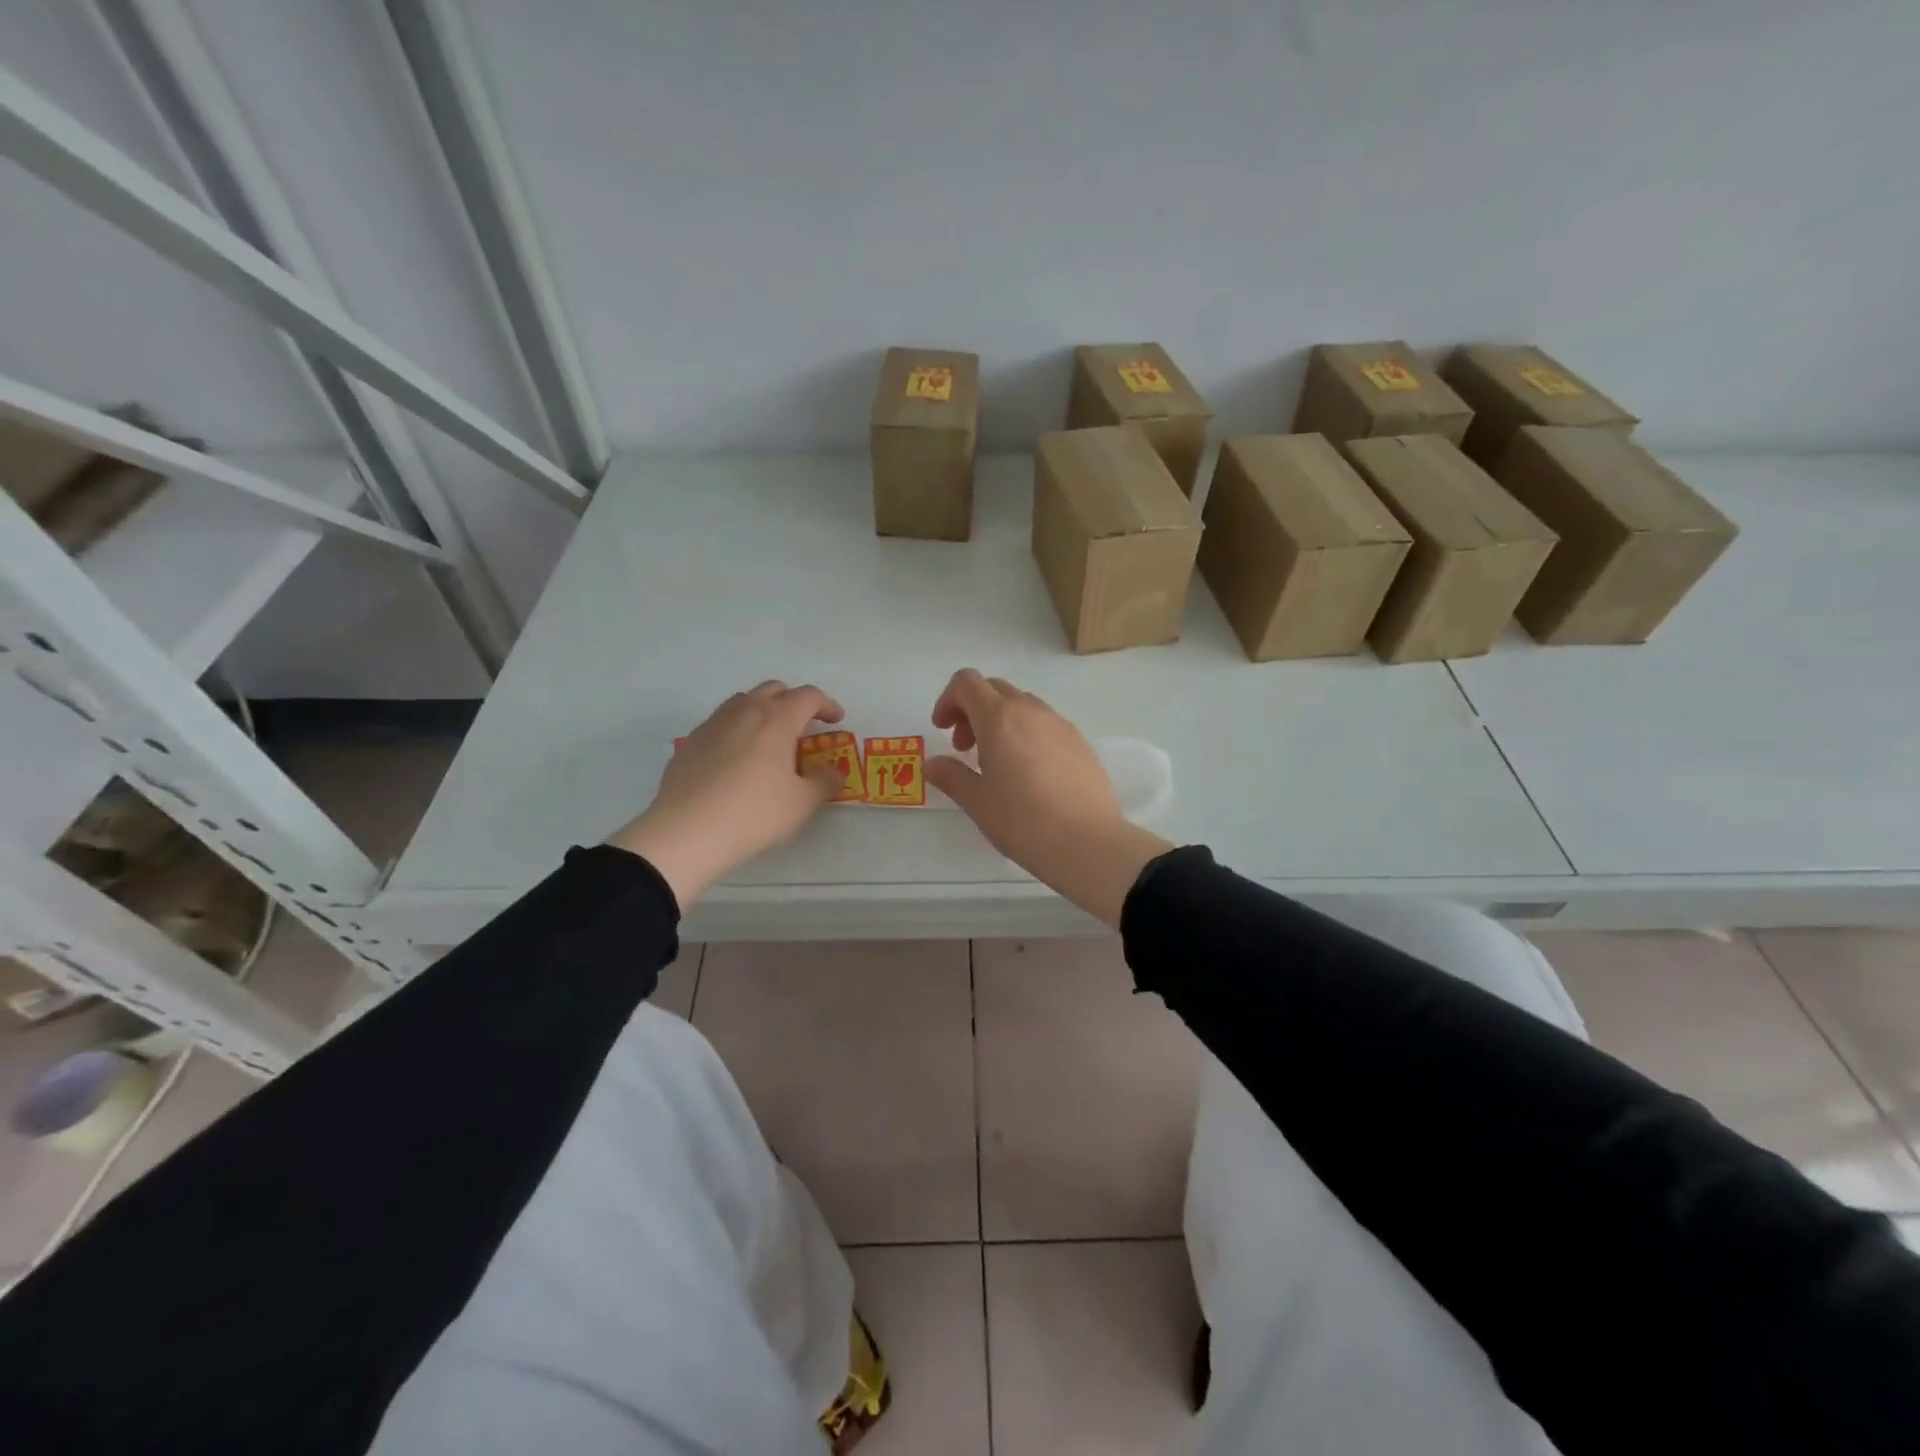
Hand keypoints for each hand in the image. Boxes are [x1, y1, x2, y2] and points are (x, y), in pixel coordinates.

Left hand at [610, 681, 844, 908]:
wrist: (687, 831)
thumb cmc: (755, 813)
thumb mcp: (802, 804)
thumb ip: (824, 783)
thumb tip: (833, 773)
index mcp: (777, 719)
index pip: (808, 696)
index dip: (827, 704)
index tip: (836, 720)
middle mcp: (744, 712)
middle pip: (773, 689)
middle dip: (793, 701)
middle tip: (804, 725)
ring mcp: (712, 725)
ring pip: (742, 702)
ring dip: (762, 710)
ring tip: (769, 738)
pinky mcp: (689, 743)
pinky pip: (719, 724)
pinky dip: (736, 730)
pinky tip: (736, 759)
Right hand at [926, 669, 1170, 926]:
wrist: (1089, 843)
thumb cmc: (1023, 821)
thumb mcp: (977, 802)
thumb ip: (951, 776)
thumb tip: (932, 764)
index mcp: (1000, 718)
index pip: (967, 682)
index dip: (948, 699)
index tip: (942, 731)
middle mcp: (1031, 711)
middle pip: (994, 689)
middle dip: (971, 710)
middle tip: (964, 748)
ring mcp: (1060, 724)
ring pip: (1022, 705)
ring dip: (1000, 721)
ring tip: (996, 763)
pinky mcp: (1080, 742)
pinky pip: (1045, 724)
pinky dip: (1026, 734)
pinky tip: (1029, 773)